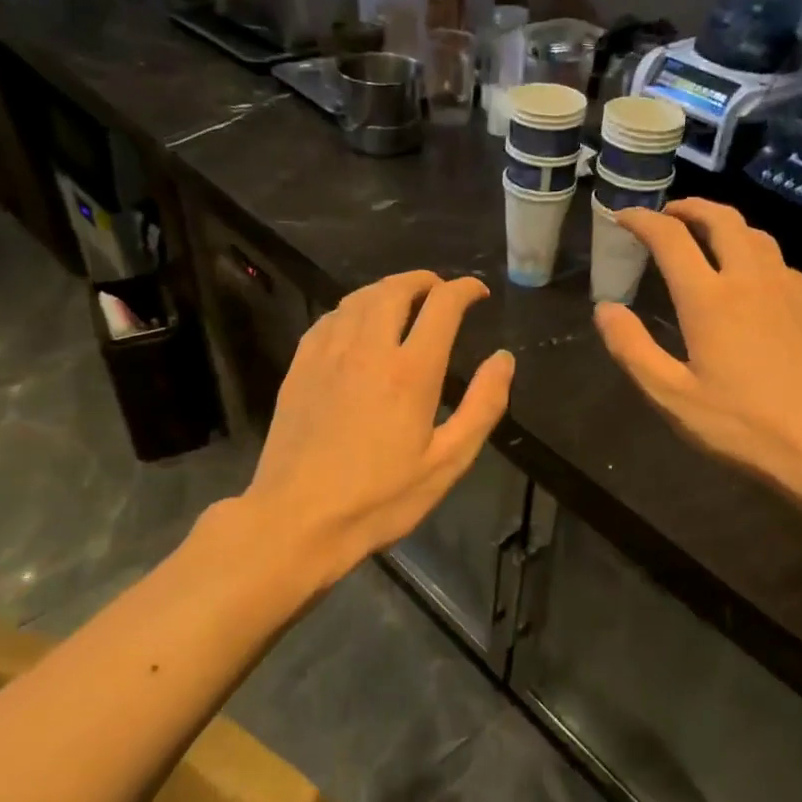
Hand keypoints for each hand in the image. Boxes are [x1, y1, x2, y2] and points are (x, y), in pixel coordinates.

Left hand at [244, 271, 513, 582]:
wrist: (297, 519)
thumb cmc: (380, 498)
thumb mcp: (447, 462)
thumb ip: (483, 406)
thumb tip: (504, 359)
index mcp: (410, 371)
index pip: (442, 306)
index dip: (464, 290)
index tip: (477, 293)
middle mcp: (368, 348)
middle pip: (396, 290)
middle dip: (424, 281)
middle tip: (441, 291)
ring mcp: (328, 354)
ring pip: (359, 298)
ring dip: (388, 289)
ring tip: (404, 300)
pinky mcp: (300, 367)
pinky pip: (329, 318)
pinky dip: (353, 309)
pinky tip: (358, 324)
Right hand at [594, 199, 801, 503]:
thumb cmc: (743, 425)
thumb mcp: (673, 397)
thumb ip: (633, 349)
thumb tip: (605, 309)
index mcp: (710, 299)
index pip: (670, 238)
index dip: (642, 220)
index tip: (623, 216)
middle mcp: (750, 279)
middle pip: (720, 219)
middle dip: (688, 207)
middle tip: (666, 214)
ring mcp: (787, 288)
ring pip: (753, 234)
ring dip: (722, 222)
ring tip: (703, 233)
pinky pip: (775, 258)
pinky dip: (750, 248)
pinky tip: (746, 274)